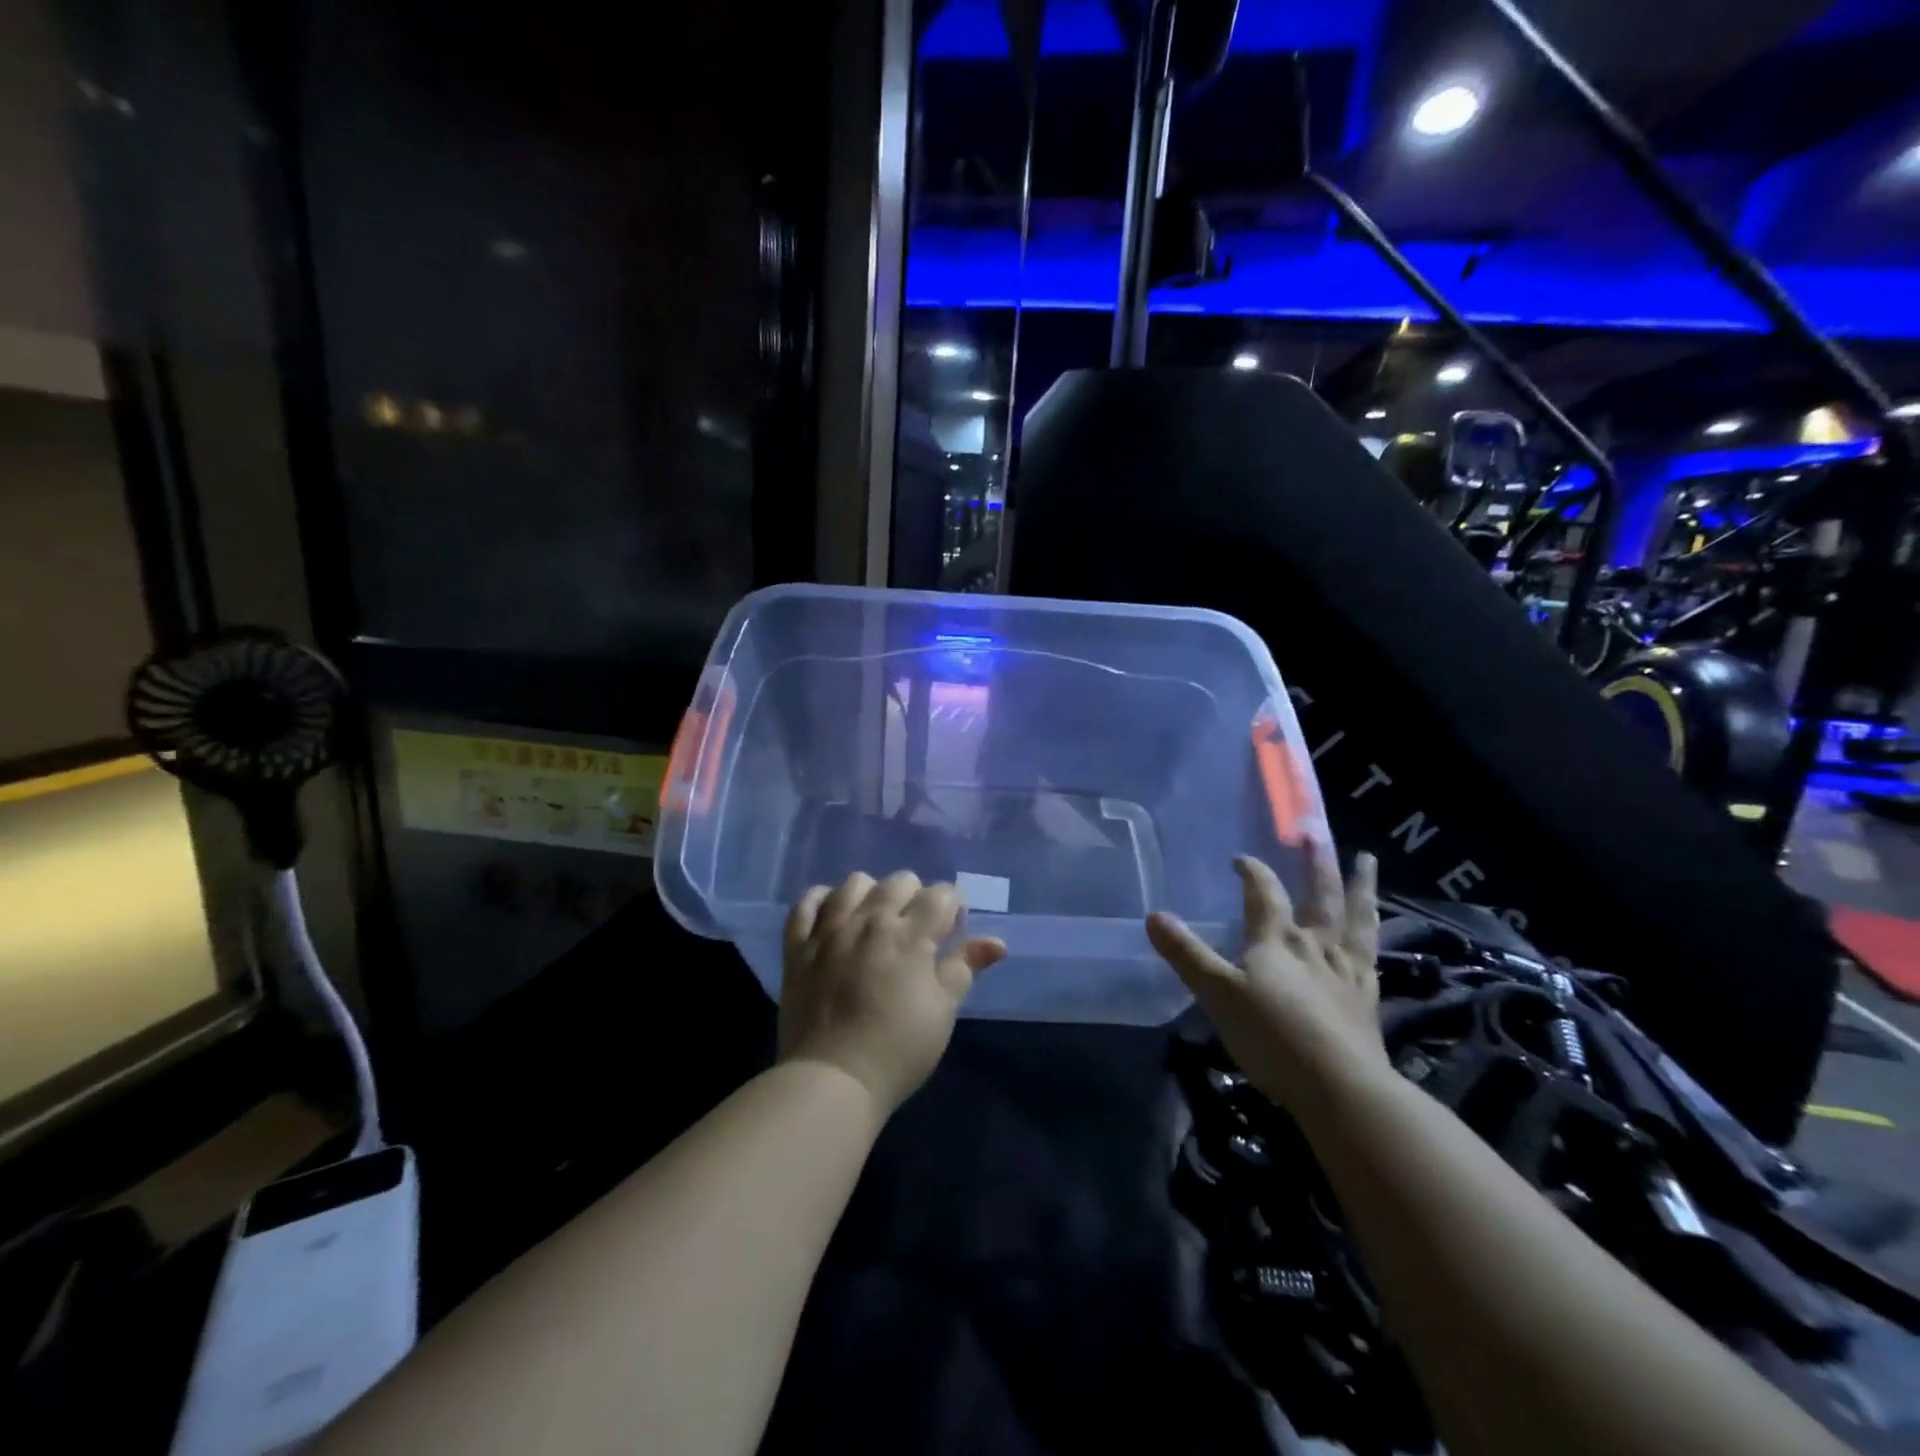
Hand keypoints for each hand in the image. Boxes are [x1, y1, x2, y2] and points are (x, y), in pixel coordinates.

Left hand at [779, 871, 1005, 1117]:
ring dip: (871, 893)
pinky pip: (806, 903)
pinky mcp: (798, 946)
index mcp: (911, 934)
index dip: (952, 906)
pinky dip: (821, 900)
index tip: (951, 930)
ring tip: (874, 920)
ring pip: (853, 884)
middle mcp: (870, 920)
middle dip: (916, 896)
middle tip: (916, 930)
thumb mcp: (942, 1011)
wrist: (833, 1079)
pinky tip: (832, 916)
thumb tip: (997, 942)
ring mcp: (830, 929)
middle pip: (899, 881)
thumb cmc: (899, 1049)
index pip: (941, 894)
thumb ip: (965, 967)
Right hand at [1147, 850, 1389, 1117]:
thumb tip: (1153, 915)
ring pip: (1355, 917)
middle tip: (1315, 834)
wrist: (1341, 1088)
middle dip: (1315, 862)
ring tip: (1365, 861)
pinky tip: (1373, 934)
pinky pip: (1370, 955)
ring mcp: (1346, 970)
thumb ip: (1187, 954)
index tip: (1240, 859)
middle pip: (1319, 894)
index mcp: (1277, 939)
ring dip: (1359, 886)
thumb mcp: (1218, 994)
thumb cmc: (1272, 1036)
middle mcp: (1314, 944)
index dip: (1251, 871)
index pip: (1263, 892)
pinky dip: (1372, 936)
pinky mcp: (1367, 998)